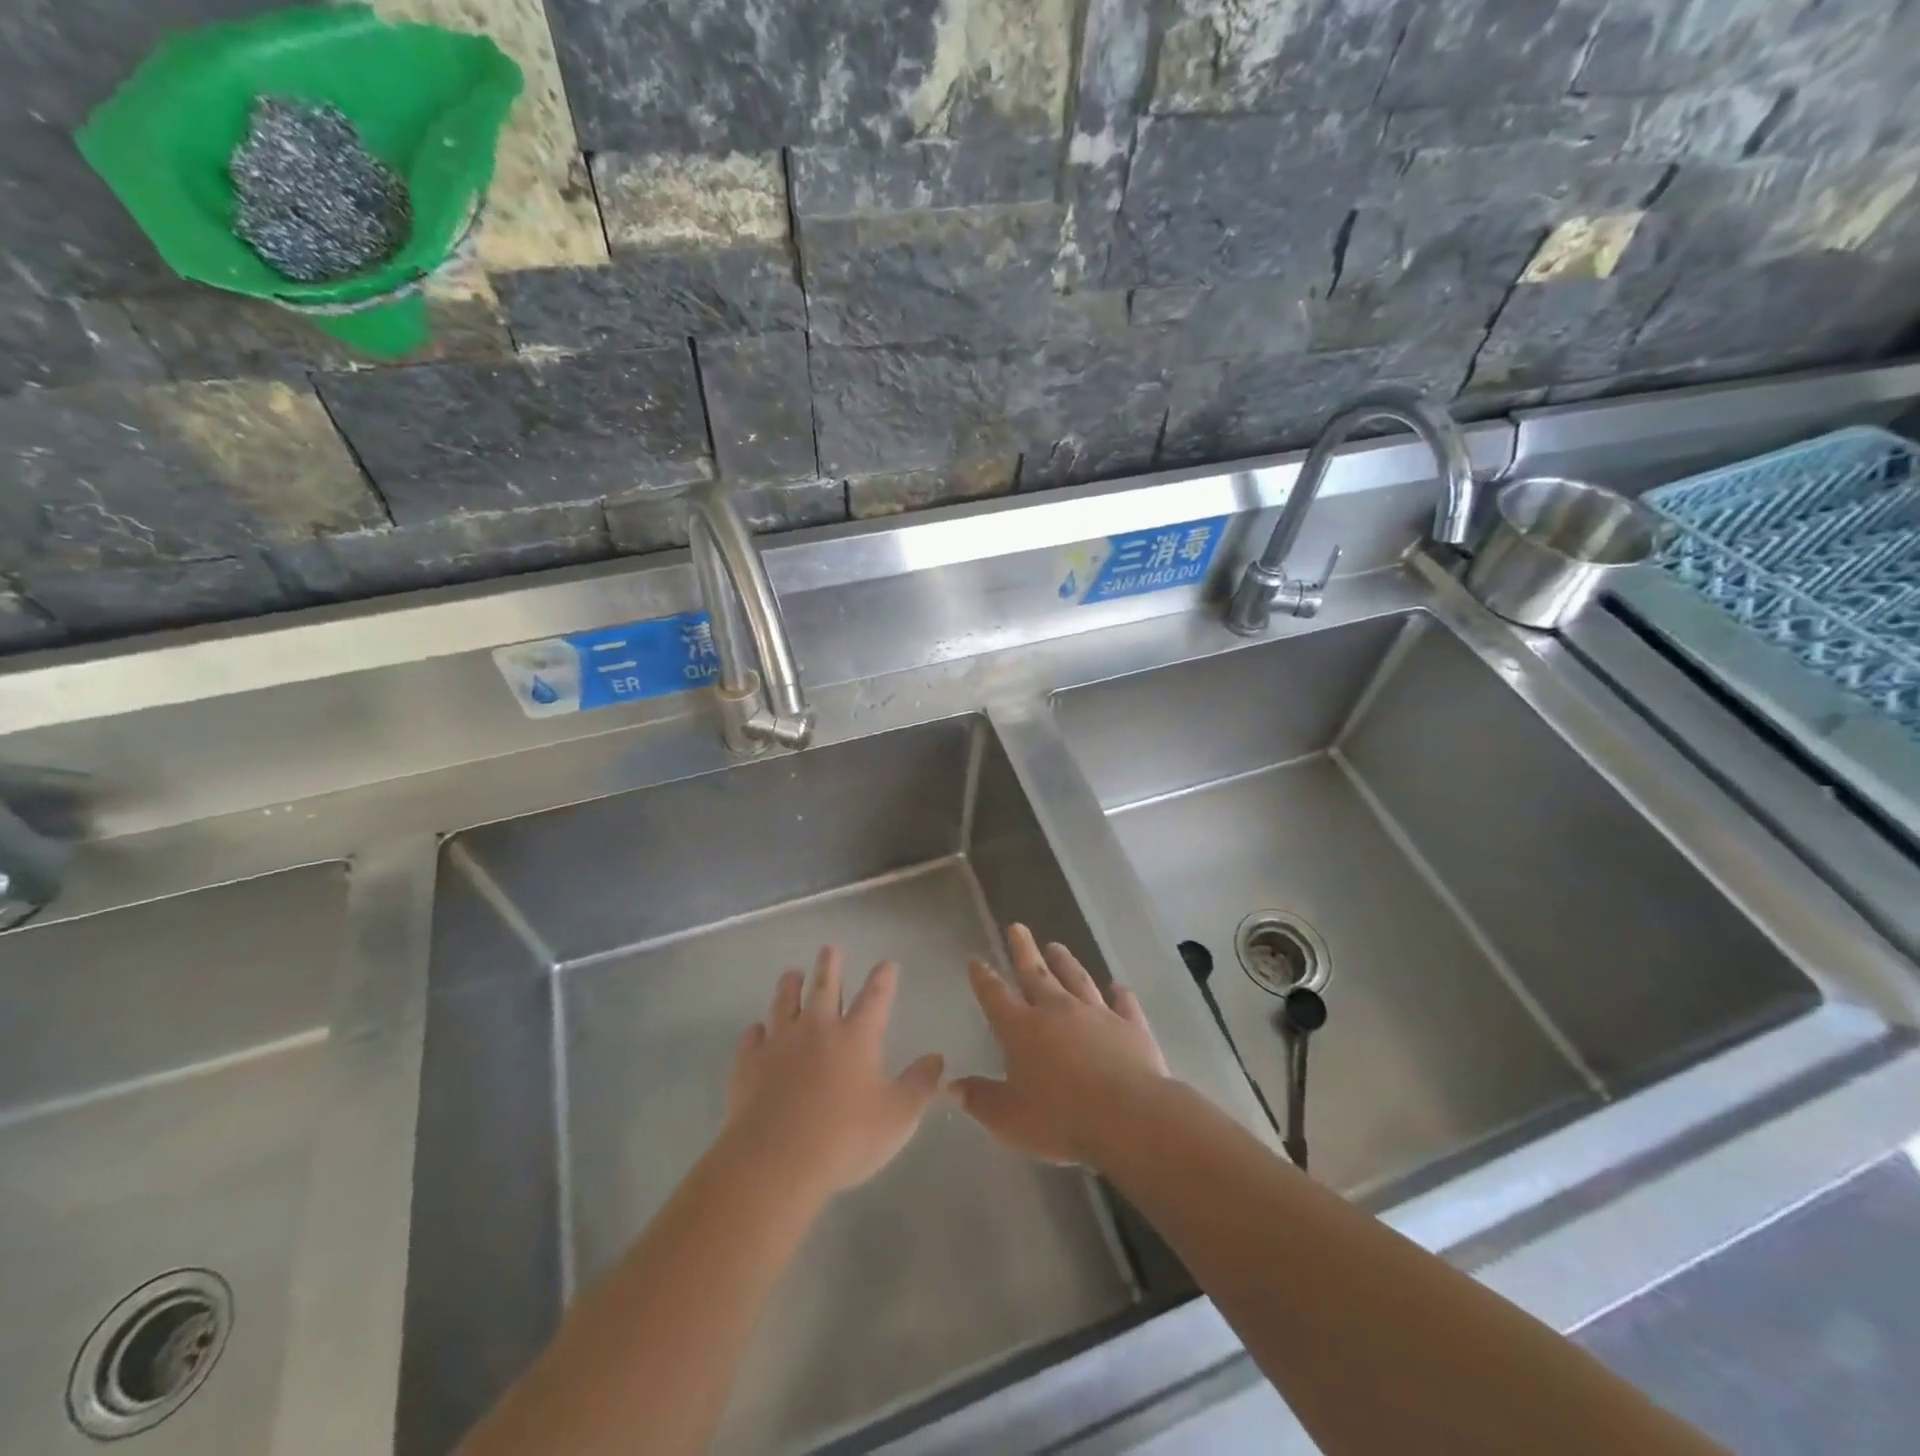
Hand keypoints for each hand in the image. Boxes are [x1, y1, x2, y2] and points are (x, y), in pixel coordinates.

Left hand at [725, 947, 944, 1200]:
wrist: (774, 1160)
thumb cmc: (844, 1138)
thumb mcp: (897, 1118)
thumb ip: (920, 1085)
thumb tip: (937, 1058)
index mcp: (856, 1037)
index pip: (875, 997)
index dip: (884, 978)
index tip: (887, 963)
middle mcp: (817, 1029)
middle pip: (824, 987)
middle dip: (830, 965)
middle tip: (830, 949)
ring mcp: (779, 1043)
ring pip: (784, 1003)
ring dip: (790, 986)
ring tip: (792, 974)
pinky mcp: (749, 1064)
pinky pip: (753, 1038)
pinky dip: (757, 1031)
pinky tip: (757, 1031)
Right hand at [952, 924, 1166, 1164]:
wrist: (1129, 1116)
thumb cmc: (1061, 1119)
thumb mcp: (1009, 1119)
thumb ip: (980, 1100)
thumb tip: (951, 1086)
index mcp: (1021, 1029)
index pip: (995, 996)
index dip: (983, 979)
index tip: (976, 960)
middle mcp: (1057, 1010)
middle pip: (1036, 973)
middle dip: (1023, 950)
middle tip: (1017, 927)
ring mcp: (1096, 1014)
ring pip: (1077, 979)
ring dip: (1065, 962)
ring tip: (1056, 946)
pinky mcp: (1130, 1026)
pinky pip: (1123, 1004)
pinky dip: (1120, 994)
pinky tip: (1118, 987)